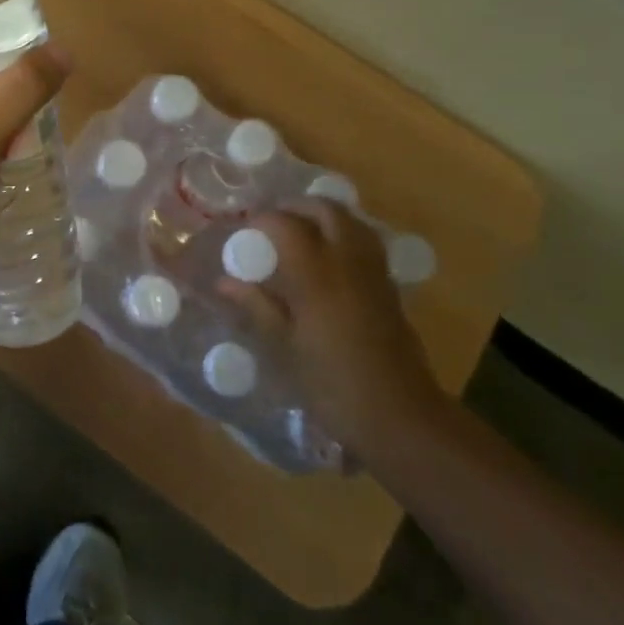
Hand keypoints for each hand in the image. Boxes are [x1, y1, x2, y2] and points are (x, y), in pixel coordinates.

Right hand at [218, 199, 448, 465]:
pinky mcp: (390, 288)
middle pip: (326, 210)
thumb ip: (257, 307)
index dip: (263, 220)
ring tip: (300, 233)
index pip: (286, 224)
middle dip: (297, 207)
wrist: (399, 417)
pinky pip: (365, 243)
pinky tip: (327, 259)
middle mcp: (348, 261)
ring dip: (324, 217)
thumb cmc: (333, 385)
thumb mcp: (285, 348)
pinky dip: (344, 236)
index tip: (243, 230)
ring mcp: (374, 272)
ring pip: (352, 221)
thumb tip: (224, 282)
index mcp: (316, 274)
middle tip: (272, 222)